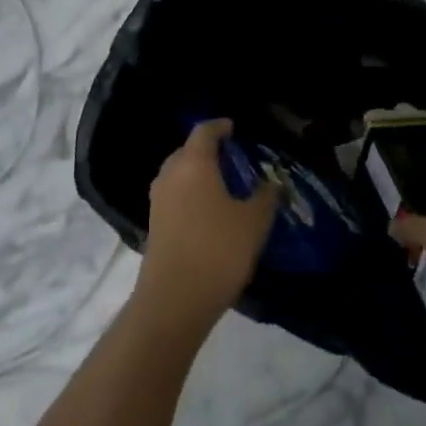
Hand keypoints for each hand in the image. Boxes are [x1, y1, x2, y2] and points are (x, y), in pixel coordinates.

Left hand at [137, 119, 278, 332]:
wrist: (175, 299)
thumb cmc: (218, 249)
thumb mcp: (254, 221)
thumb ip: (265, 196)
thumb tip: (271, 183)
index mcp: (193, 164)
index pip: (204, 132)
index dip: (220, 126)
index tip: (234, 128)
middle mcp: (170, 175)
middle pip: (187, 151)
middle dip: (208, 151)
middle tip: (234, 158)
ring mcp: (158, 201)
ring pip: (178, 175)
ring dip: (198, 174)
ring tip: (224, 185)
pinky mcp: (154, 224)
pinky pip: (174, 196)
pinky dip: (191, 194)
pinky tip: (210, 210)